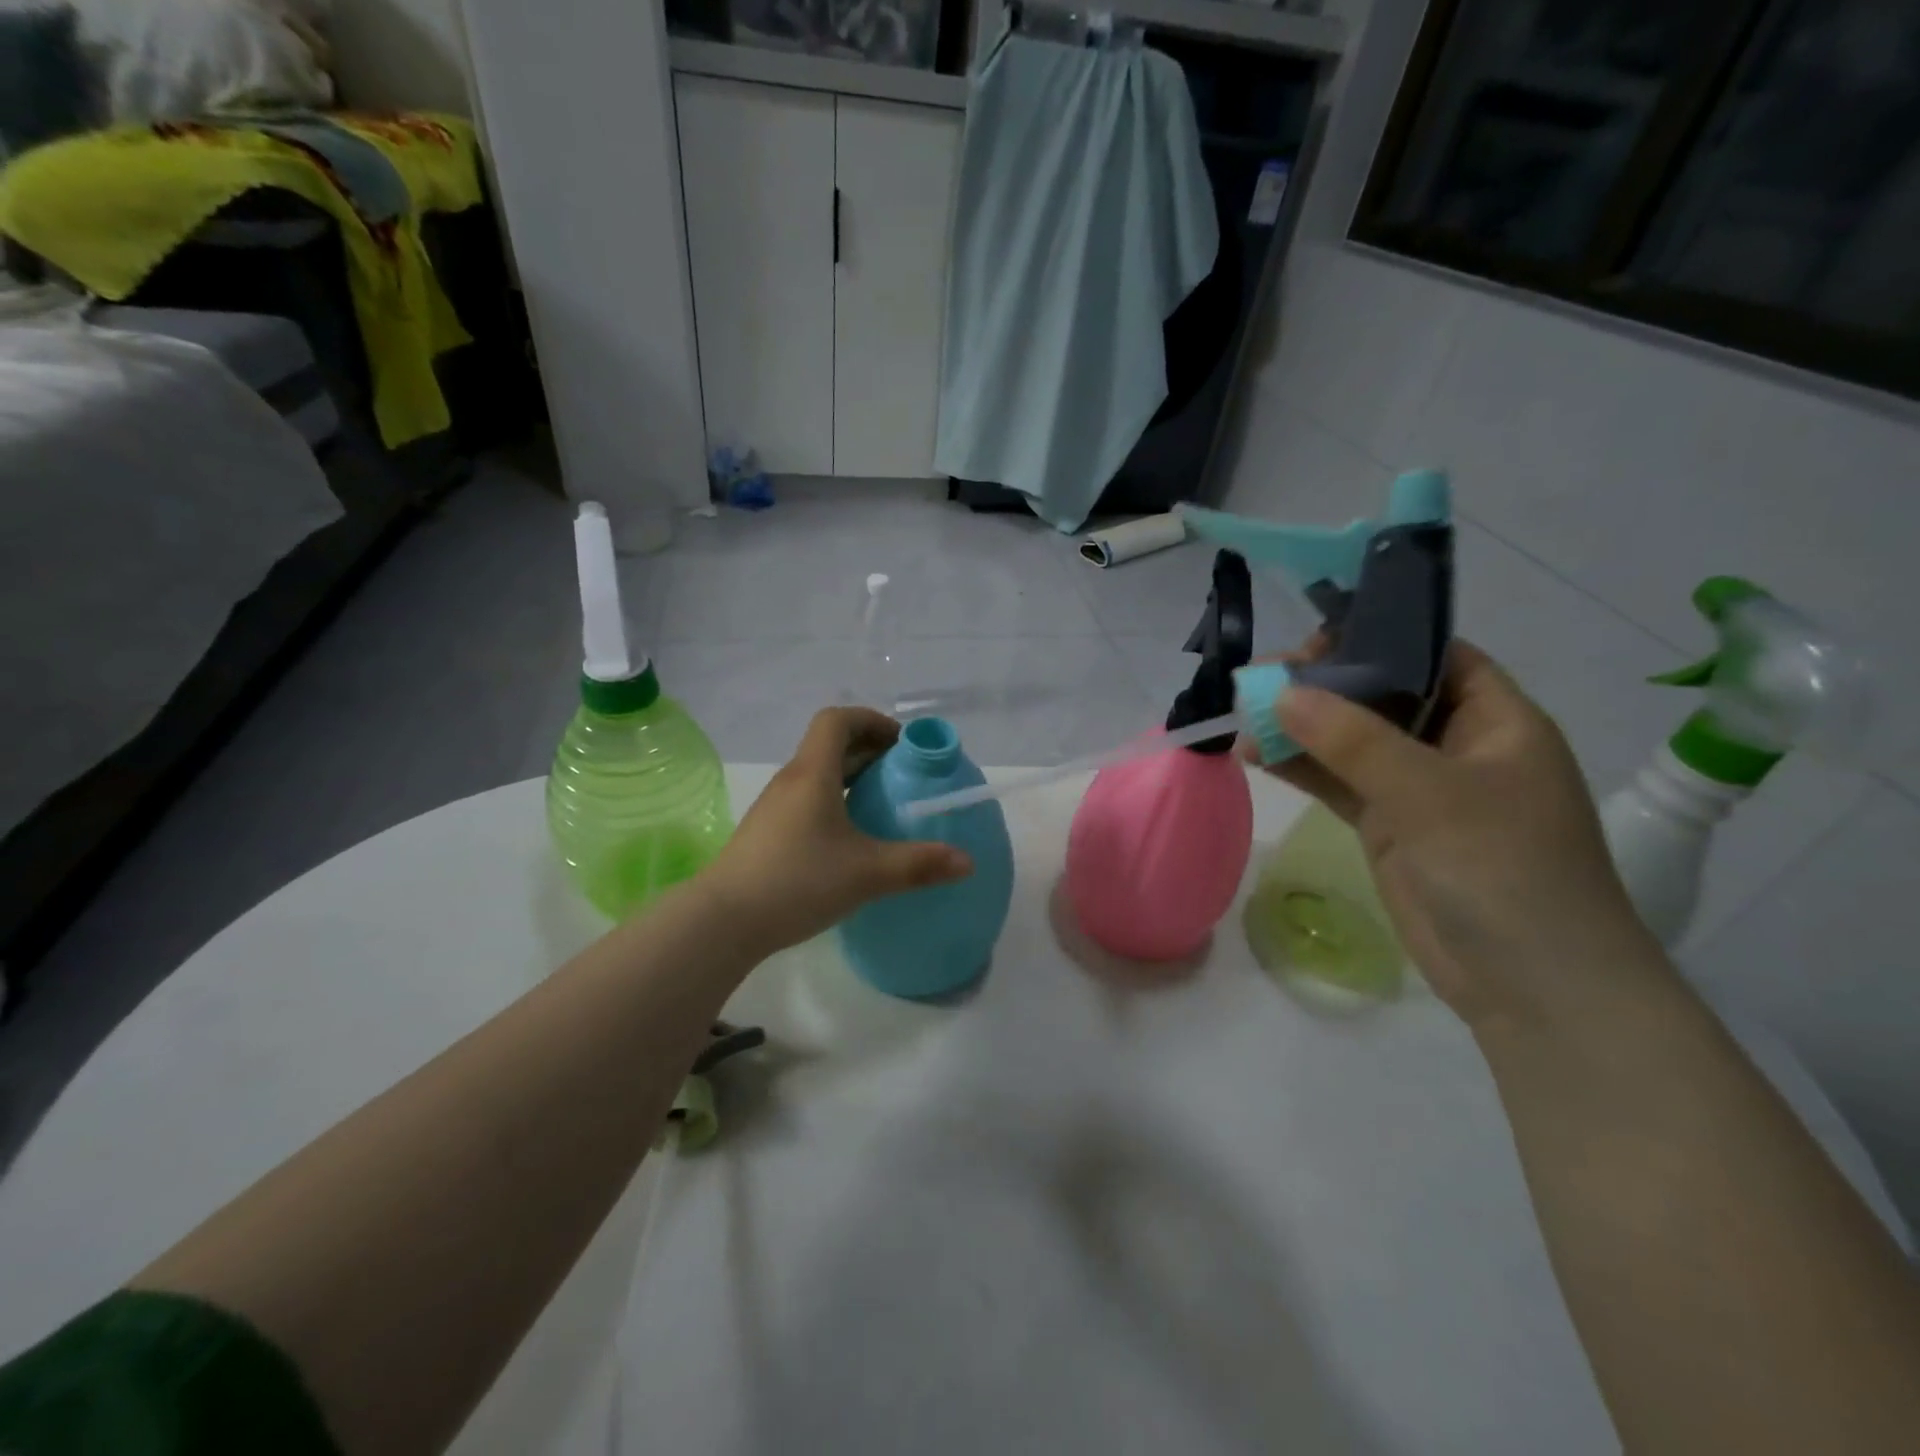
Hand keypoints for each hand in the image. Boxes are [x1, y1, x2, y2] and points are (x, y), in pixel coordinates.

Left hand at [703, 707, 972, 954]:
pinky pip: (807, 799)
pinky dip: (834, 801)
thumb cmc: (798, 881)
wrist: (723, 921)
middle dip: (868, 750)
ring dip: (850, 777)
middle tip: (901, 774)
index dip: (872, 721)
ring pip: (817, 774)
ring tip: (880, 804)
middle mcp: (792, 781)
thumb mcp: (867, 873)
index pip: (838, 720)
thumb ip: (919, 865)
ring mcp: (775, 807)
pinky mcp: (767, 833)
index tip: (900, 744)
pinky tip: (849, 838)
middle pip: (829, 745)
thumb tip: (967, 862)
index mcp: (813, 773)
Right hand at [1249, 641, 1670, 1031]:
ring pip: (1352, 741)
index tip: (1313, 641)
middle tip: (1261, 680)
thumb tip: (1281, 692)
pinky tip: (1255, 755)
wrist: (1533, 986)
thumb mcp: (1430, 794)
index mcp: (1497, 721)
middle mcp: (1457, 746)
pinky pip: (1339, 783)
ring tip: (1242, 716)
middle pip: (1383, 696)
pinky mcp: (1391, 827)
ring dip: (1301, 728)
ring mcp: (1420, 790)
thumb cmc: (1504, 871)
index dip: (1378, 638)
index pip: (1436, 656)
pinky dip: (1301, 768)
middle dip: (1323, 685)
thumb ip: (1354, 739)